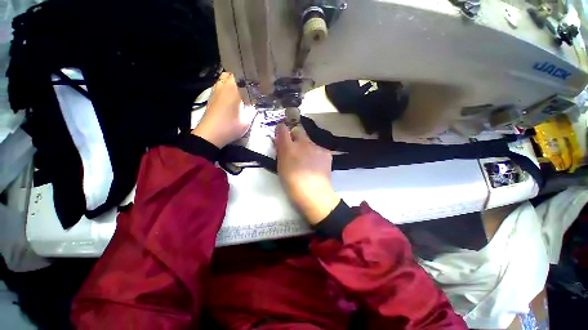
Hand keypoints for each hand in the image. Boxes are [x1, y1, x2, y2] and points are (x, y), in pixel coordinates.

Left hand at [192, 72, 256, 147]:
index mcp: (233, 89)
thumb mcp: (247, 121)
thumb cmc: (230, 127)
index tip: (258, 83)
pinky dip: (226, 88)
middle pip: (232, 74)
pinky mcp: (211, 97)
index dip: (251, 78)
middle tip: (250, 86)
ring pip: (224, 79)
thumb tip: (255, 105)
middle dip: (241, 78)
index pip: (243, 76)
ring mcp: (215, 91)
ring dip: (232, 82)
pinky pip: (220, 86)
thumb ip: (253, 111)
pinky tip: (232, 97)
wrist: (210, 135)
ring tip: (241, 90)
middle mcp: (223, 86)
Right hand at [275, 124, 340, 224]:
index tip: (281, 134)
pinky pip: (318, 149)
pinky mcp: (326, 152)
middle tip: (295, 147)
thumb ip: (280, 152)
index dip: (281, 129)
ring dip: (307, 147)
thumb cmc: (292, 184)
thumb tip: (279, 143)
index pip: (283, 129)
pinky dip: (316, 154)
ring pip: (309, 141)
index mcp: (288, 148)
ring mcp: (316, 147)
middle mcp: (303, 143)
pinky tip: (317, 165)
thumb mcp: (281, 167)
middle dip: (295, 135)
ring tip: (308, 161)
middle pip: (298, 130)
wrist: (314, 193)